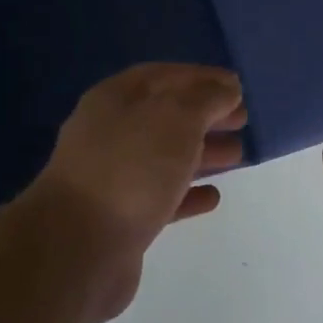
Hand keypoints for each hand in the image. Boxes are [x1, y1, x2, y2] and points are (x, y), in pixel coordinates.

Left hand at [27, 64, 246, 322]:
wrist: (79, 247)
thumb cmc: (131, 168)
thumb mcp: (176, 117)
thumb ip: (206, 98)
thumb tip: (226, 88)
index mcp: (116, 100)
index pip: (163, 76)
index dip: (202, 77)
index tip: (237, 86)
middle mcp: (111, 134)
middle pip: (165, 116)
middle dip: (205, 115)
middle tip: (243, 119)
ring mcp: (114, 177)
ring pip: (165, 157)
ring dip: (201, 153)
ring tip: (237, 154)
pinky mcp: (122, 218)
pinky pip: (162, 197)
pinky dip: (188, 194)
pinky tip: (214, 197)